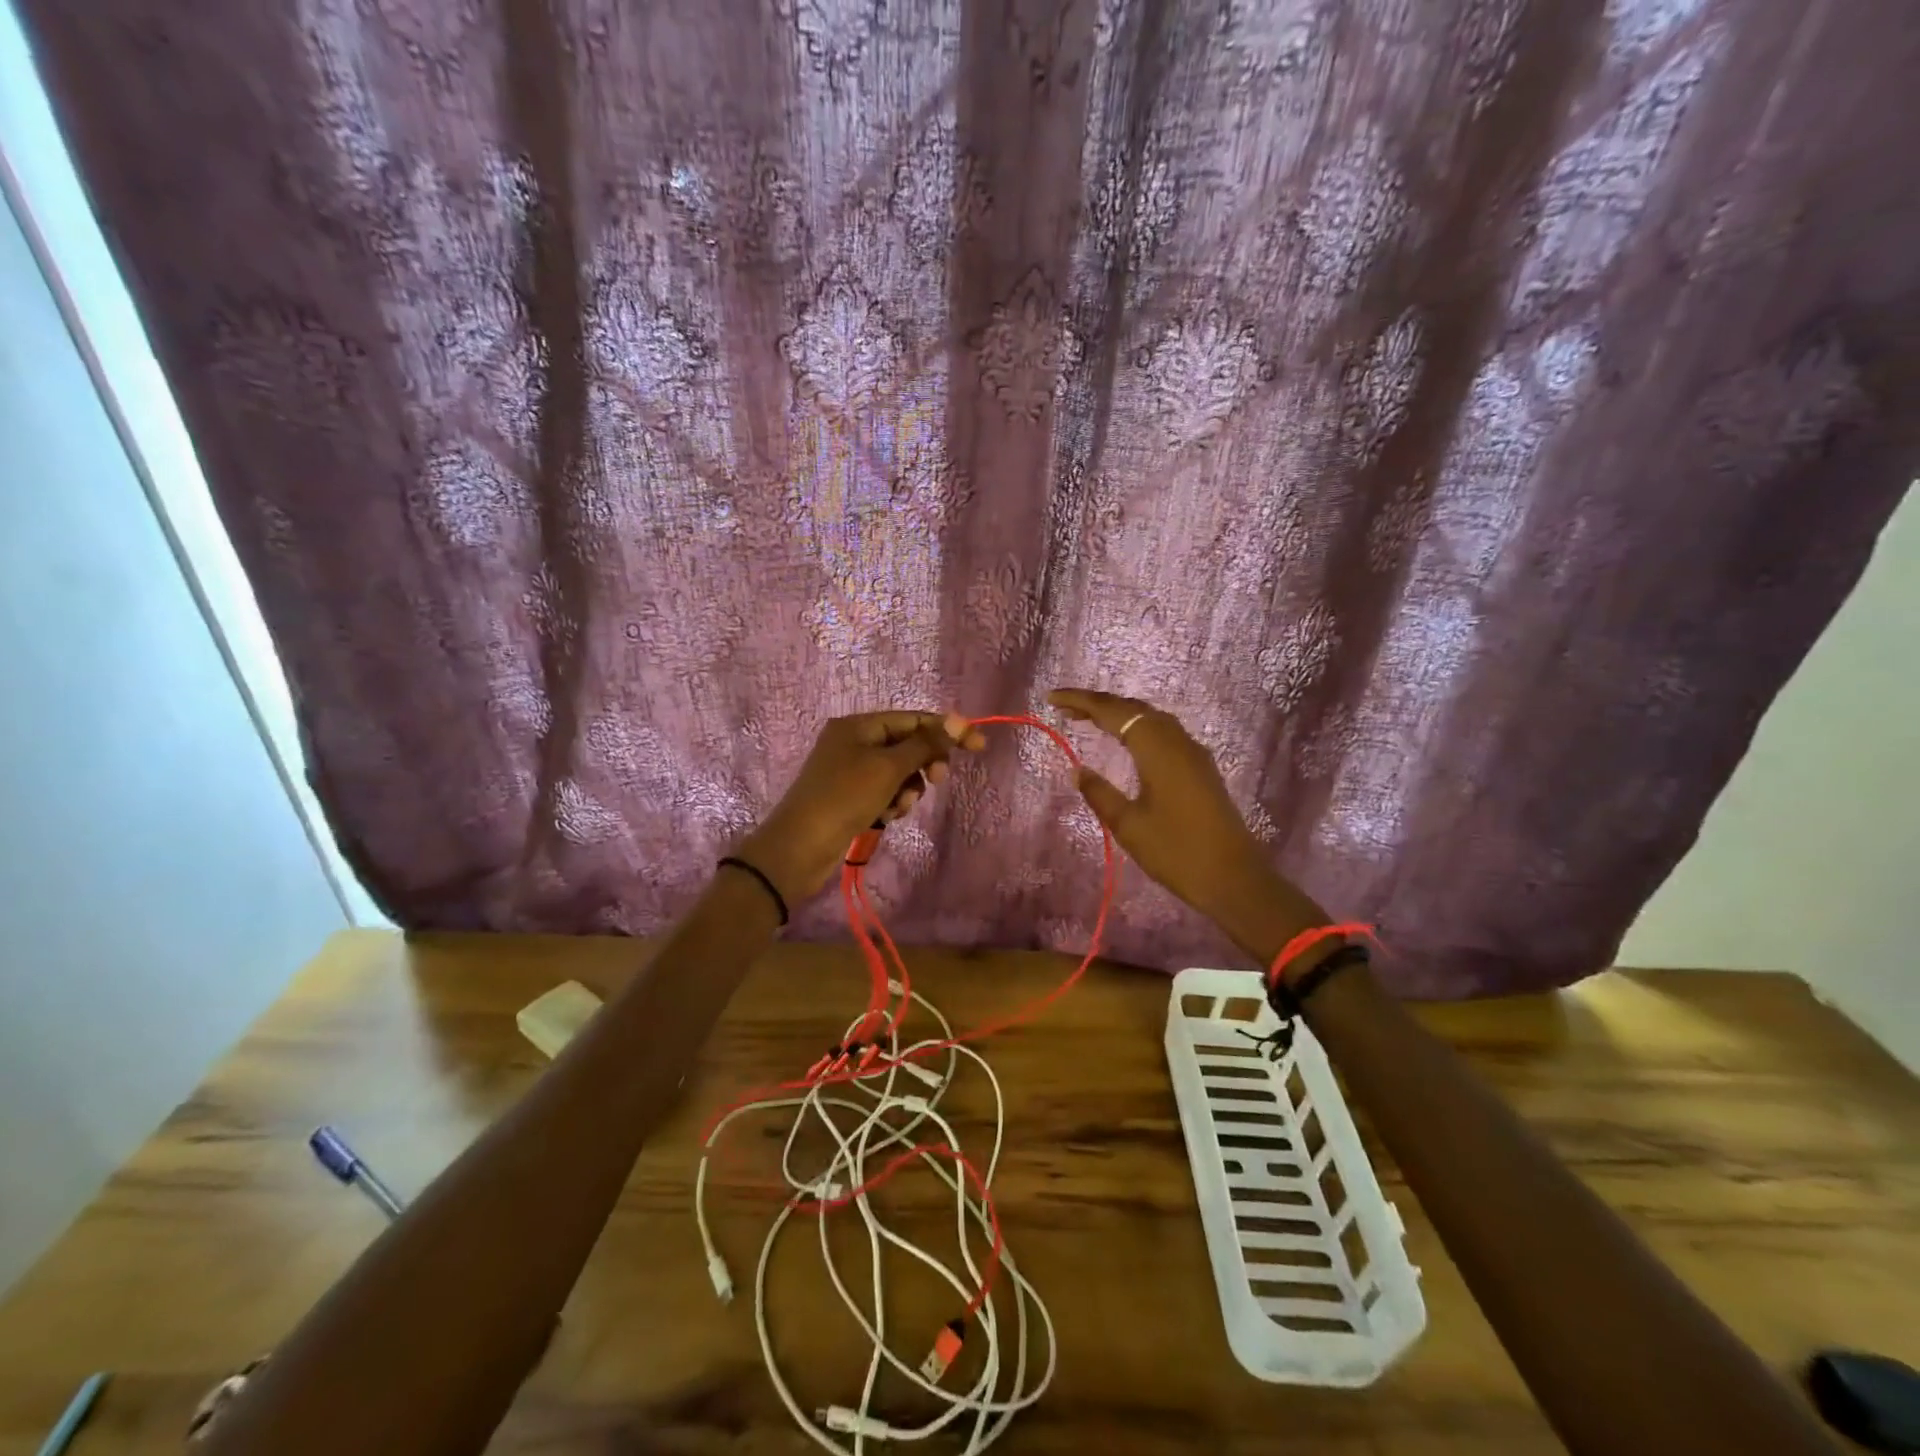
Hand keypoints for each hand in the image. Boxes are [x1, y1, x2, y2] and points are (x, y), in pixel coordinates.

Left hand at [735, 711, 985, 906]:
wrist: (800, 846)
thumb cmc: (845, 797)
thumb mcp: (889, 767)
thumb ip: (926, 743)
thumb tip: (959, 719)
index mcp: (858, 725)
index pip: (912, 719)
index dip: (946, 730)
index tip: (978, 746)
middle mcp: (853, 742)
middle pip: (906, 744)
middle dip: (924, 763)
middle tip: (937, 781)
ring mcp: (849, 770)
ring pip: (898, 772)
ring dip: (907, 788)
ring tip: (898, 806)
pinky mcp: (849, 796)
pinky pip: (884, 791)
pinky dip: (892, 802)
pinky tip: (887, 816)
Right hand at [1049, 689, 1329, 969]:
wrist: (1234, 878)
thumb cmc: (1176, 852)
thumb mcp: (1128, 825)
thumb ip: (1099, 792)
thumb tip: (1078, 769)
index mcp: (1157, 749)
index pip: (1113, 712)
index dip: (1081, 701)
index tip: (1051, 697)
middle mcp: (1177, 741)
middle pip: (1133, 708)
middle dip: (1098, 703)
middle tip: (1064, 707)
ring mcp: (1193, 753)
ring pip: (1151, 719)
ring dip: (1119, 714)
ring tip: (1088, 719)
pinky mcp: (1200, 768)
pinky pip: (1163, 733)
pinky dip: (1137, 728)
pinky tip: (1126, 742)